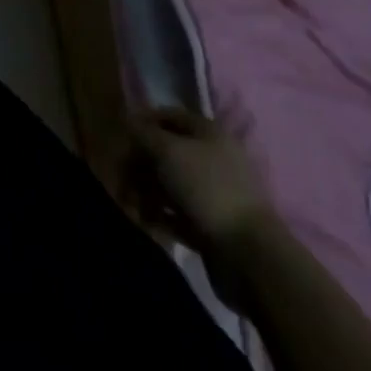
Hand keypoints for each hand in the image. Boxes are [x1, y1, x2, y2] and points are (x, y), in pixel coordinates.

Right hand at [130, 106, 275, 252]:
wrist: (250, 256)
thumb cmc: (207, 188)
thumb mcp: (167, 151)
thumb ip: (143, 133)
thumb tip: (128, 120)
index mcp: (209, 132)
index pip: (169, 115)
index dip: (143, 121)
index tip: (121, 136)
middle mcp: (213, 157)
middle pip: (168, 151)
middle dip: (141, 163)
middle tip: (121, 177)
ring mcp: (215, 194)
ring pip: (171, 184)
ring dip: (147, 191)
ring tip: (132, 205)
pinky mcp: (214, 226)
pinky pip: (180, 213)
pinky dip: (162, 215)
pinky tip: (148, 222)